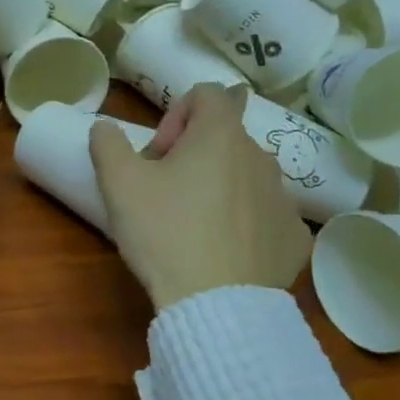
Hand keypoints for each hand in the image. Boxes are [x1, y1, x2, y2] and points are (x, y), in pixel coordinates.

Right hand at [90, 82, 310, 309]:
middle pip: (225, 138)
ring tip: (194, 227)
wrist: (217, 306)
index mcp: (221, 135)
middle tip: (166, 194)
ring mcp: (284, 199)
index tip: (159, 155)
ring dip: (221, 188)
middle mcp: (261, 157)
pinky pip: (268, 217)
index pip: (208, 93)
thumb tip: (105, 127)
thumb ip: (107, 143)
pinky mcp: (295, 238)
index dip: (176, 114)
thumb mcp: (119, 185)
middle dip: (195, 155)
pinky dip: (247, 224)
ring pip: (247, 177)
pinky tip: (225, 252)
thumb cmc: (165, 234)